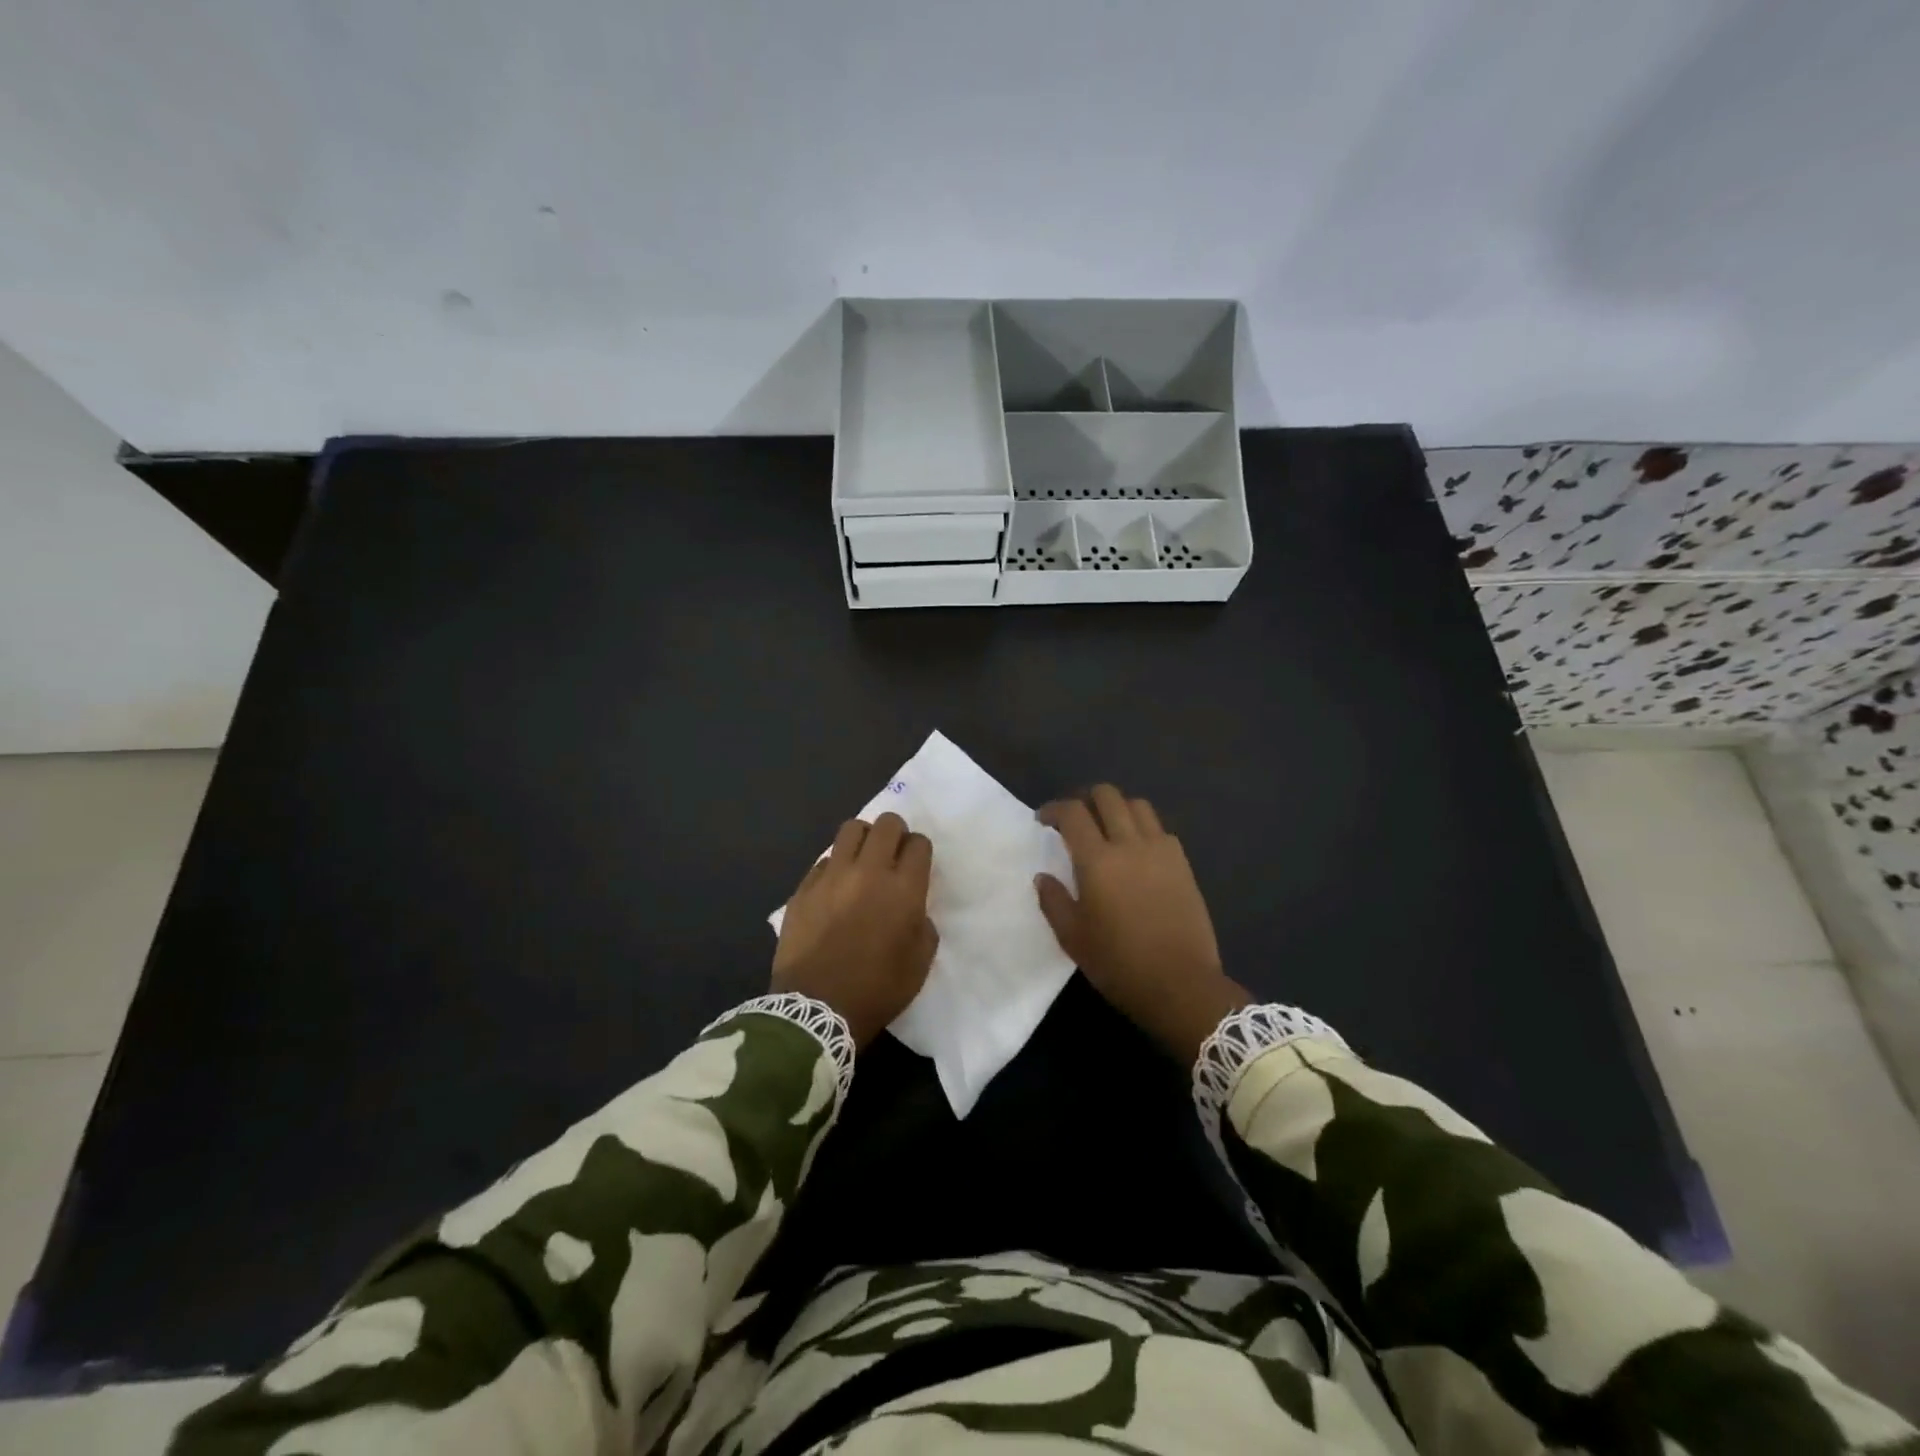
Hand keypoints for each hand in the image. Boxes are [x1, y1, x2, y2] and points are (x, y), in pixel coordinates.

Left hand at [772, 812, 937, 1048]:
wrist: (816, 1009)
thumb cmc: (877, 989)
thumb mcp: (919, 963)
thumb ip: (923, 925)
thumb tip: (912, 908)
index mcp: (903, 889)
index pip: (918, 843)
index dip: (920, 850)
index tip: (916, 865)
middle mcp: (869, 871)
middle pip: (887, 824)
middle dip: (895, 833)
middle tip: (893, 853)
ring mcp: (832, 876)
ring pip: (851, 829)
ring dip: (864, 838)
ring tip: (863, 859)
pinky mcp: (804, 888)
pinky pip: (824, 860)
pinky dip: (835, 866)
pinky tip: (835, 888)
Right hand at [1036, 786, 1250, 1062]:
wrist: (1181, 984)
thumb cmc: (1119, 964)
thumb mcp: (1073, 938)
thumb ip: (1053, 901)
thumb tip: (1043, 876)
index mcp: (1097, 861)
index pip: (1073, 813)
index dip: (1054, 809)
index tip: (1044, 820)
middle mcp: (1129, 844)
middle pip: (1107, 796)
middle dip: (1086, 799)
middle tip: (1075, 819)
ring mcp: (1161, 850)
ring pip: (1137, 805)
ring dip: (1117, 808)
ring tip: (1108, 828)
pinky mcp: (1182, 863)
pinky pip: (1160, 829)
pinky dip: (1143, 828)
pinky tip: (1136, 850)